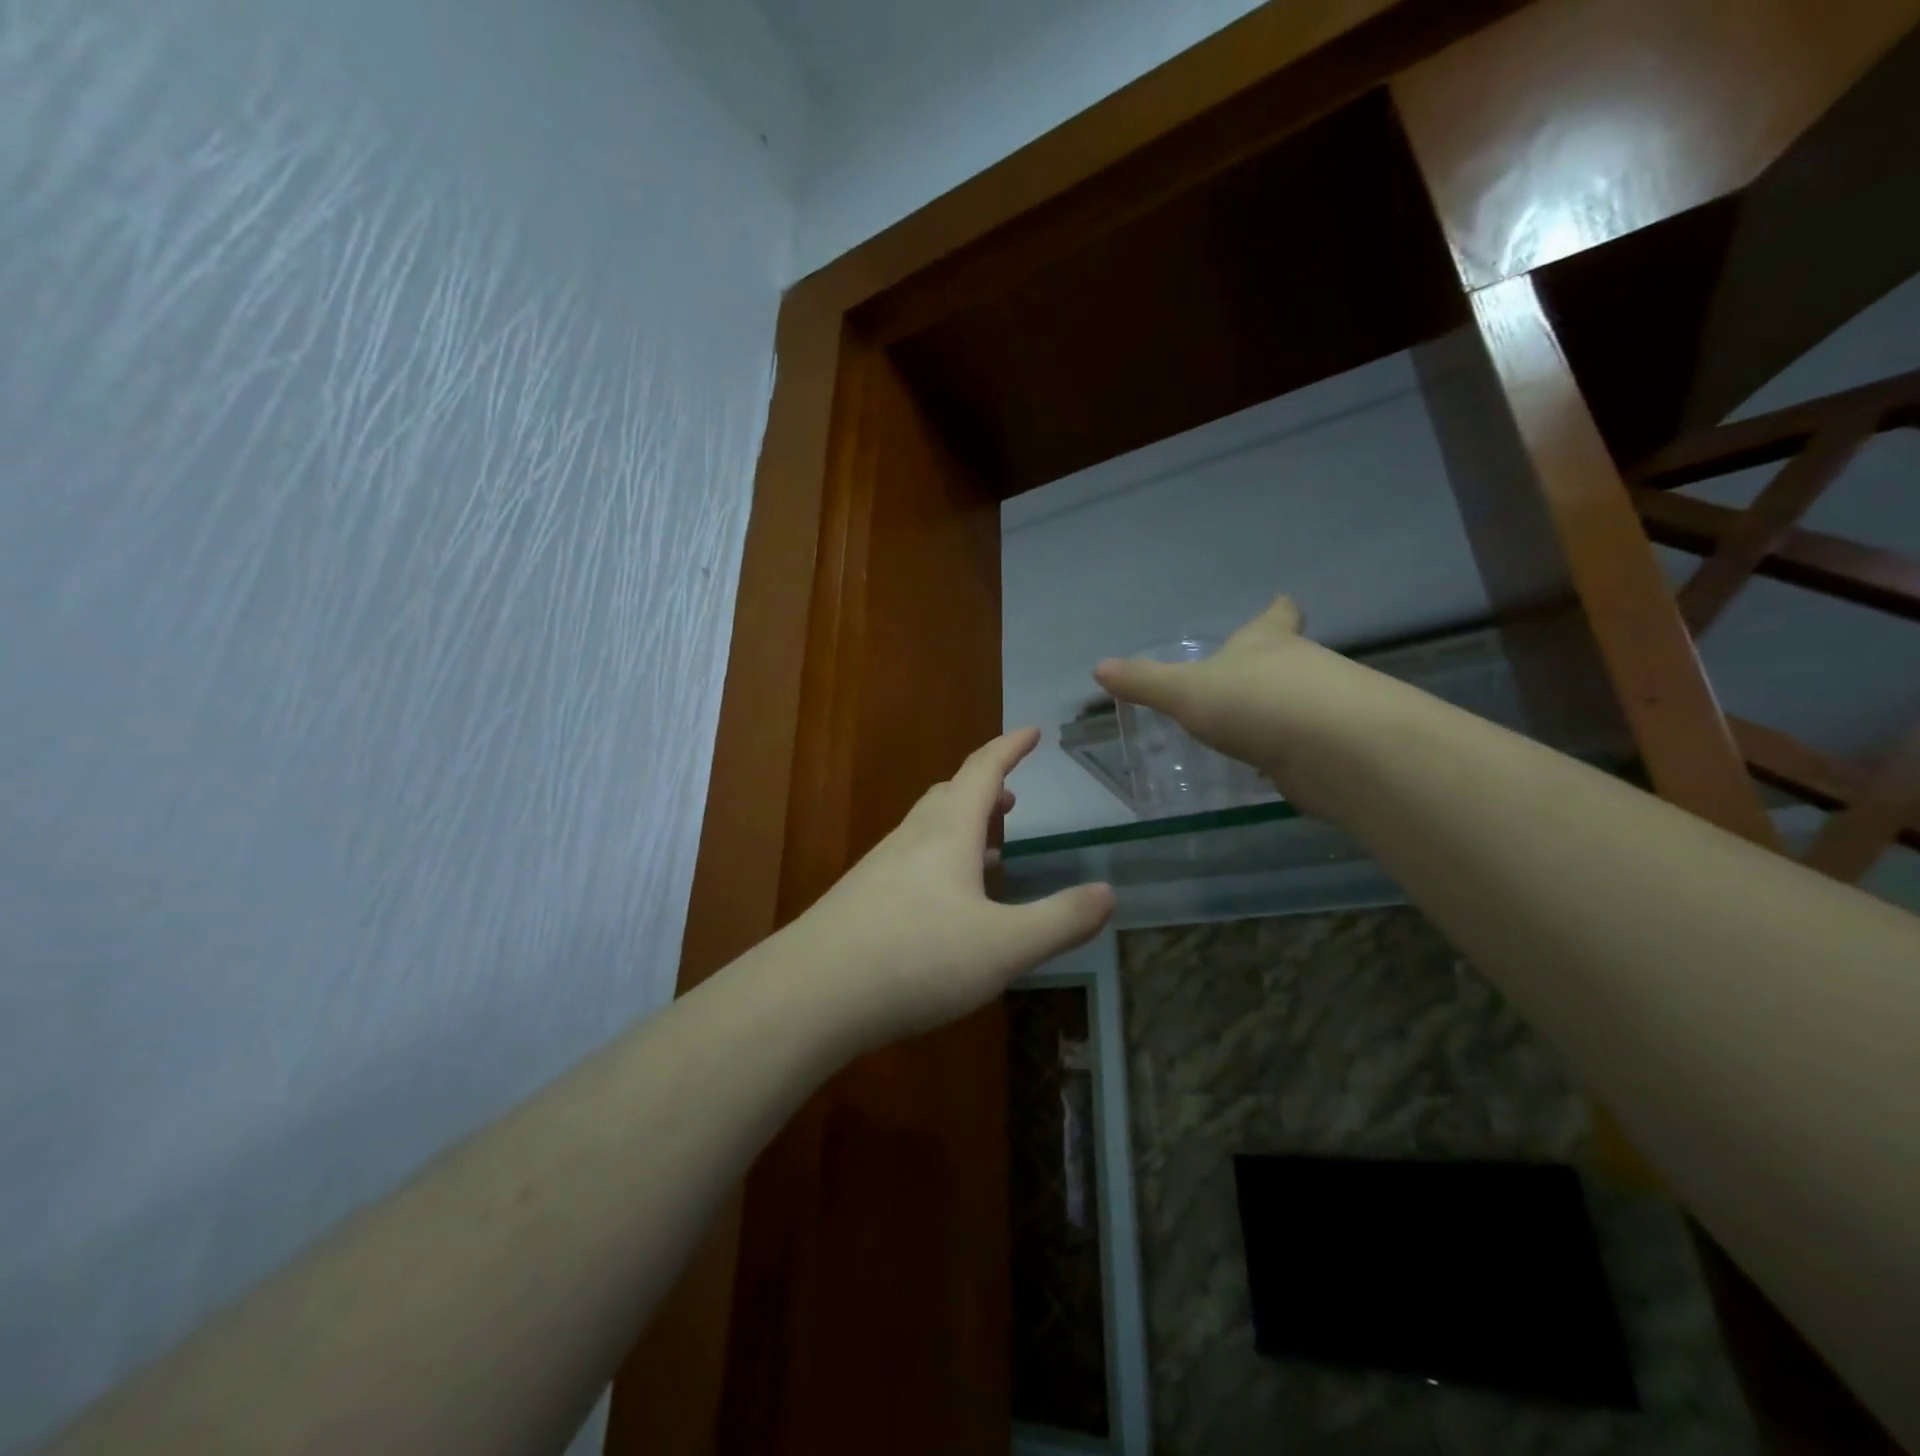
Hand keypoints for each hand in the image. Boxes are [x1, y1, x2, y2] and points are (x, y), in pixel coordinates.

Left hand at [786, 728, 1114, 1052]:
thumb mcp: (1004, 946)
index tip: (1032, 731)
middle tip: (1012, 801)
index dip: (1010, 747)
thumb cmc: (917, 958)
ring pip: (928, 829)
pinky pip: (911, 860)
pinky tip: (946, 903)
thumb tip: (1109, 892)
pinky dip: (940, 860)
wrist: (812, 992)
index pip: (983, 770)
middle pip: (950, 794)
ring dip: (962, 827)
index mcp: (947, 831)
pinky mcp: (861, 898)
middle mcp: (912, 837)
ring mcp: (880, 867)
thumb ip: (1060, 920)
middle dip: (985, 789)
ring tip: (989, 850)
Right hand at [1093, 595, 1389, 804]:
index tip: (1281, 600)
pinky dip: (1294, 749)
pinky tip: (1276, 764)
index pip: (1275, 615)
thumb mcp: (1186, 692)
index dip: (1276, 609)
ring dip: (1284, 709)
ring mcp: (1328, 705)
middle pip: (1292, 655)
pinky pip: (1310, 742)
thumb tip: (1098, 668)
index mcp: (1267, 641)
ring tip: (1255, 725)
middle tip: (1247, 676)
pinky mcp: (1340, 746)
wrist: (1336, 749)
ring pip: (1304, 699)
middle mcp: (1304, 664)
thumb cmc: (1255, 703)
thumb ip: (1145, 682)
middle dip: (1273, 664)